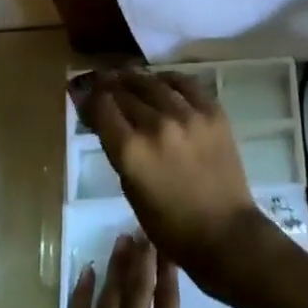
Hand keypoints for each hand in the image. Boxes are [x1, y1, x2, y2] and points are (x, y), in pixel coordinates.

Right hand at [81, 71, 267, 290]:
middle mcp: (157, 125)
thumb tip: (108, 122)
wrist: (224, 232)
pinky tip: (161, 80)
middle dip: (109, 86)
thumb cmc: (170, 226)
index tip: (83, 92)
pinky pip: (186, 84)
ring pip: (154, 83)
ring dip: (136, 78)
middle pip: (126, 92)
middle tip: (102, 80)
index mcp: (131, 151)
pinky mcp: (212, 112)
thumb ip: (119, 151)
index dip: (89, 98)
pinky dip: (169, 79)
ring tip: (127, 75)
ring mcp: (188, 115)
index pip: (102, 108)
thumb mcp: (131, 190)